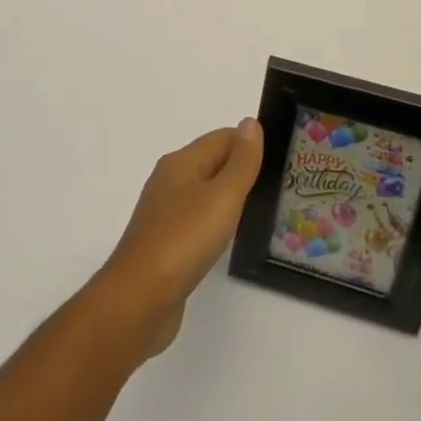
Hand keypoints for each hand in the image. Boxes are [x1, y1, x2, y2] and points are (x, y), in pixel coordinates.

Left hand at [92, 120, 264, 357]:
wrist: (139, 298)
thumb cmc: (184, 239)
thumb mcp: (222, 196)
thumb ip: (241, 162)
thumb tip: (250, 123)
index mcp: (180, 163)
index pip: (221, 138)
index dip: (249, 143)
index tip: (280, 157)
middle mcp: (169, 182)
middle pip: (211, 163)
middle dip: (241, 168)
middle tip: (277, 182)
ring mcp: (164, 214)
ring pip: (204, 193)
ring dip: (228, 196)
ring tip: (259, 209)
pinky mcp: (164, 244)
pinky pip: (196, 221)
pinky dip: (215, 221)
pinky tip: (228, 236)